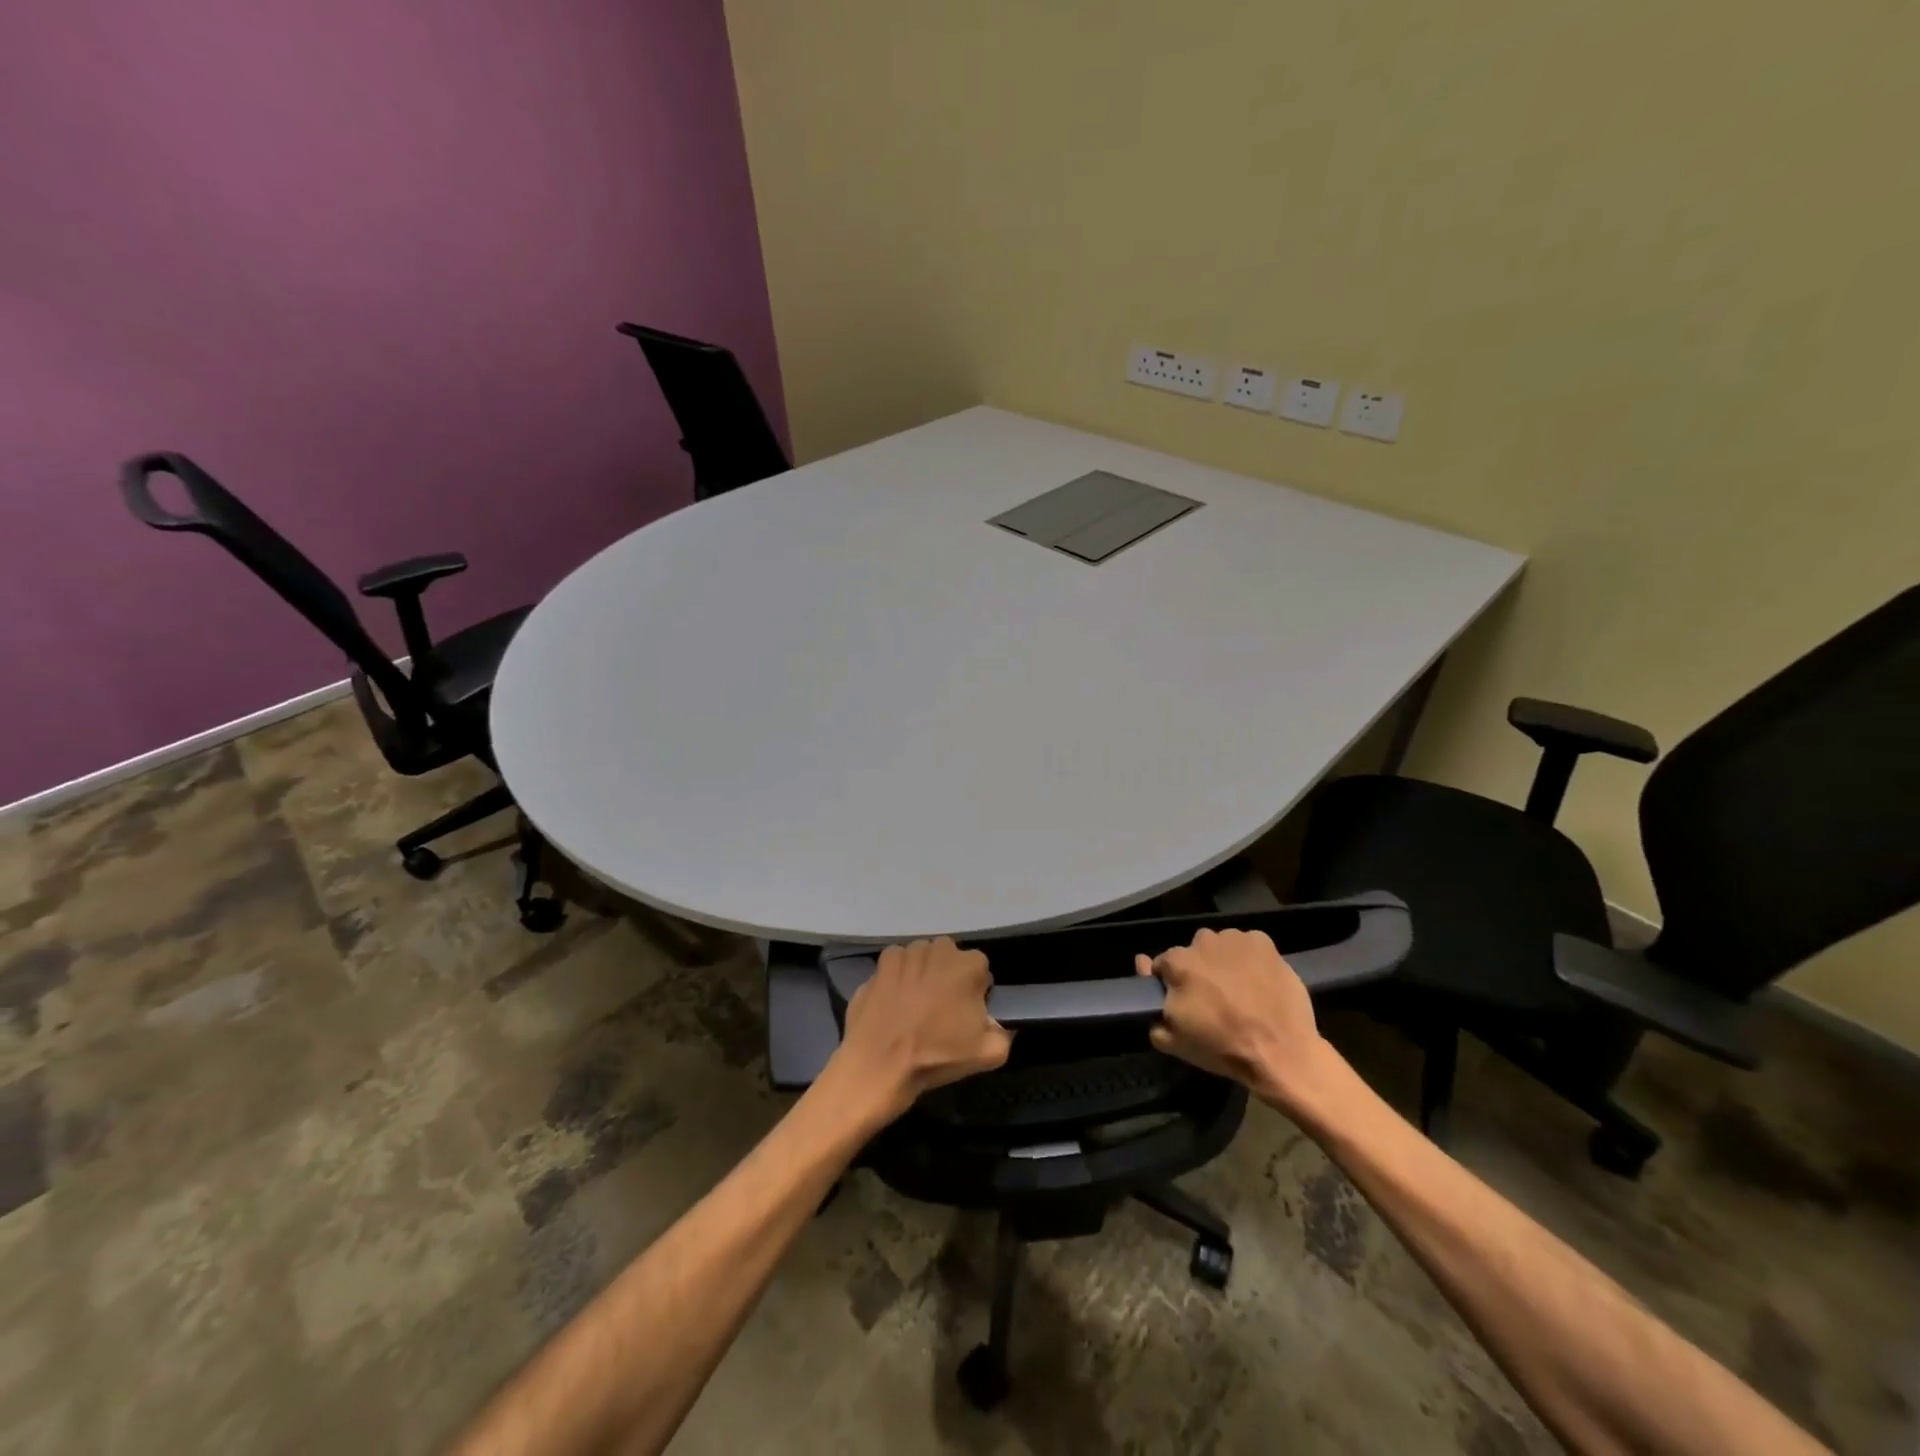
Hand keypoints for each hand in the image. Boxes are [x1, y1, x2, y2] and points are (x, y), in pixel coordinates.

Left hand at [830, 937, 1012, 1122]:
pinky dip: (896, 978)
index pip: (980, 969)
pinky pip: (895, 966)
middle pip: (949, 959)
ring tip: (915, 1007)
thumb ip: (1003, 1033)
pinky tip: (893, 1003)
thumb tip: (996, 1025)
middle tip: (941, 1010)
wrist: (879, 1065)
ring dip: (922, 975)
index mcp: (968, 965)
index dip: (976, 991)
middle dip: (948, 977)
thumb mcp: (989, 1054)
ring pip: (921, 959)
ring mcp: (905, 954)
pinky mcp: (879, 965)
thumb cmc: (936, 1056)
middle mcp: (937, 949)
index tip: (966, 1014)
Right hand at [1136, 928, 1342, 1119]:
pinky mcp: (1263, 942)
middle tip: (1215, 997)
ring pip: (1220, 946)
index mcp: (1178, 963)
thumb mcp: (1174, 1040)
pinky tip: (1258, 981)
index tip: (1186, 1001)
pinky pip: (1247, 945)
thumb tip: (1141, 965)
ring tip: (1239, 990)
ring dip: (1223, 961)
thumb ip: (1149, 1005)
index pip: (1164, 964)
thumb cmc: (1223, 1048)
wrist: (1282, 1052)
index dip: (1172, 983)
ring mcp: (1235, 939)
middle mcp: (1202, 941)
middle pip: (1194, 952)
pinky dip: (1249, 958)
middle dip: (1199, 969)